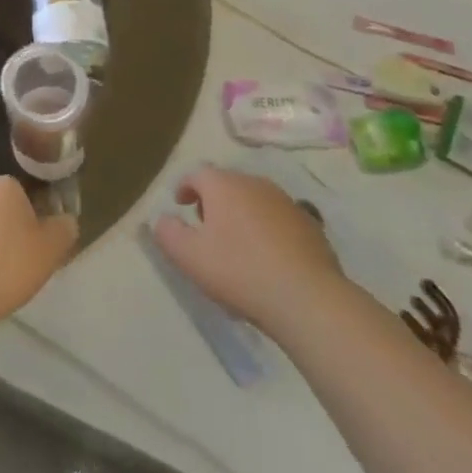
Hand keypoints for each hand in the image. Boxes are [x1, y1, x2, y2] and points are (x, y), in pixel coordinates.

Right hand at [152, 167, 347, 341]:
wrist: (308, 298)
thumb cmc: (240, 271)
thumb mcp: (190, 257)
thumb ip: (168, 233)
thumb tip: (162, 219)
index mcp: (223, 185)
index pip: (197, 174)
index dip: (185, 187)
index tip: (180, 205)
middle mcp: (254, 183)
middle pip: (227, 184)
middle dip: (213, 201)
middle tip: (206, 228)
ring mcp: (285, 201)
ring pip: (254, 200)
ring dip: (241, 214)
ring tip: (237, 244)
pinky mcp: (309, 224)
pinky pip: (278, 219)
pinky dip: (267, 229)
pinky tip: (268, 258)